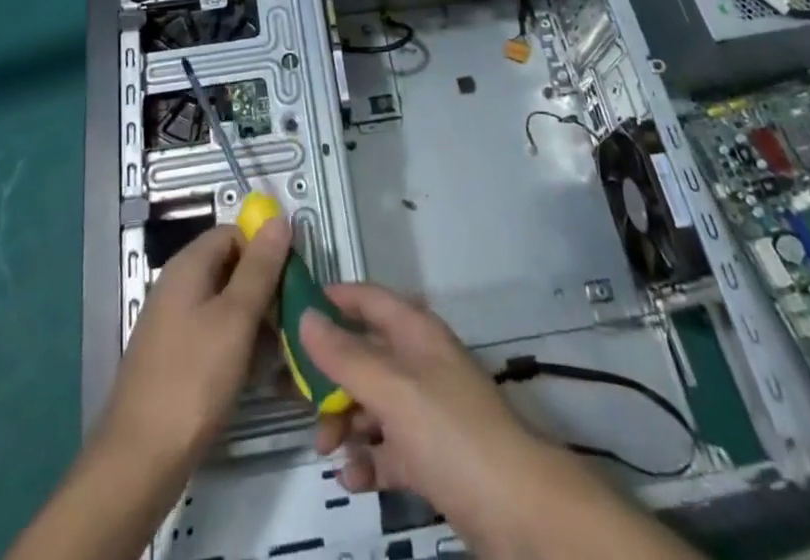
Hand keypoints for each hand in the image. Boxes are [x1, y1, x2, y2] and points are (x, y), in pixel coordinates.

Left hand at [96, 219, 293, 471]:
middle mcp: (177, 285)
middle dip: (264, 289)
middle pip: (230, 267)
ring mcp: (173, 322)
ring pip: (225, 304)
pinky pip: (214, 334)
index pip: (234, 233)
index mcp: (188, 265)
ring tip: (280, 353)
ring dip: (255, 322)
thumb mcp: (236, 318)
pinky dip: (237, 346)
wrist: (140, 460)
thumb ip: (260, 267)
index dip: (265, 249)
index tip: (292, 281)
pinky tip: (255, 374)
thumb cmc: (193, 379)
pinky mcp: (175, 356)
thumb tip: (279, 219)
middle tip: (291, 322)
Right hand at [298, 284, 557, 546]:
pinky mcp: (430, 456)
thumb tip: (305, 316)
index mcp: (414, 332)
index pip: (367, 299)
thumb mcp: (392, 389)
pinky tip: (353, 479)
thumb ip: (346, 355)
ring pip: (371, 403)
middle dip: (329, 375)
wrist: (518, 510)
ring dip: (344, 422)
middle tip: (293, 398)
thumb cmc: (451, 431)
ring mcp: (425, 410)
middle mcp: (418, 362)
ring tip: (326, 448)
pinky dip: (367, 459)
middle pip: (363, 355)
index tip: (291, 311)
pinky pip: (387, 448)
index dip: (332, 299)